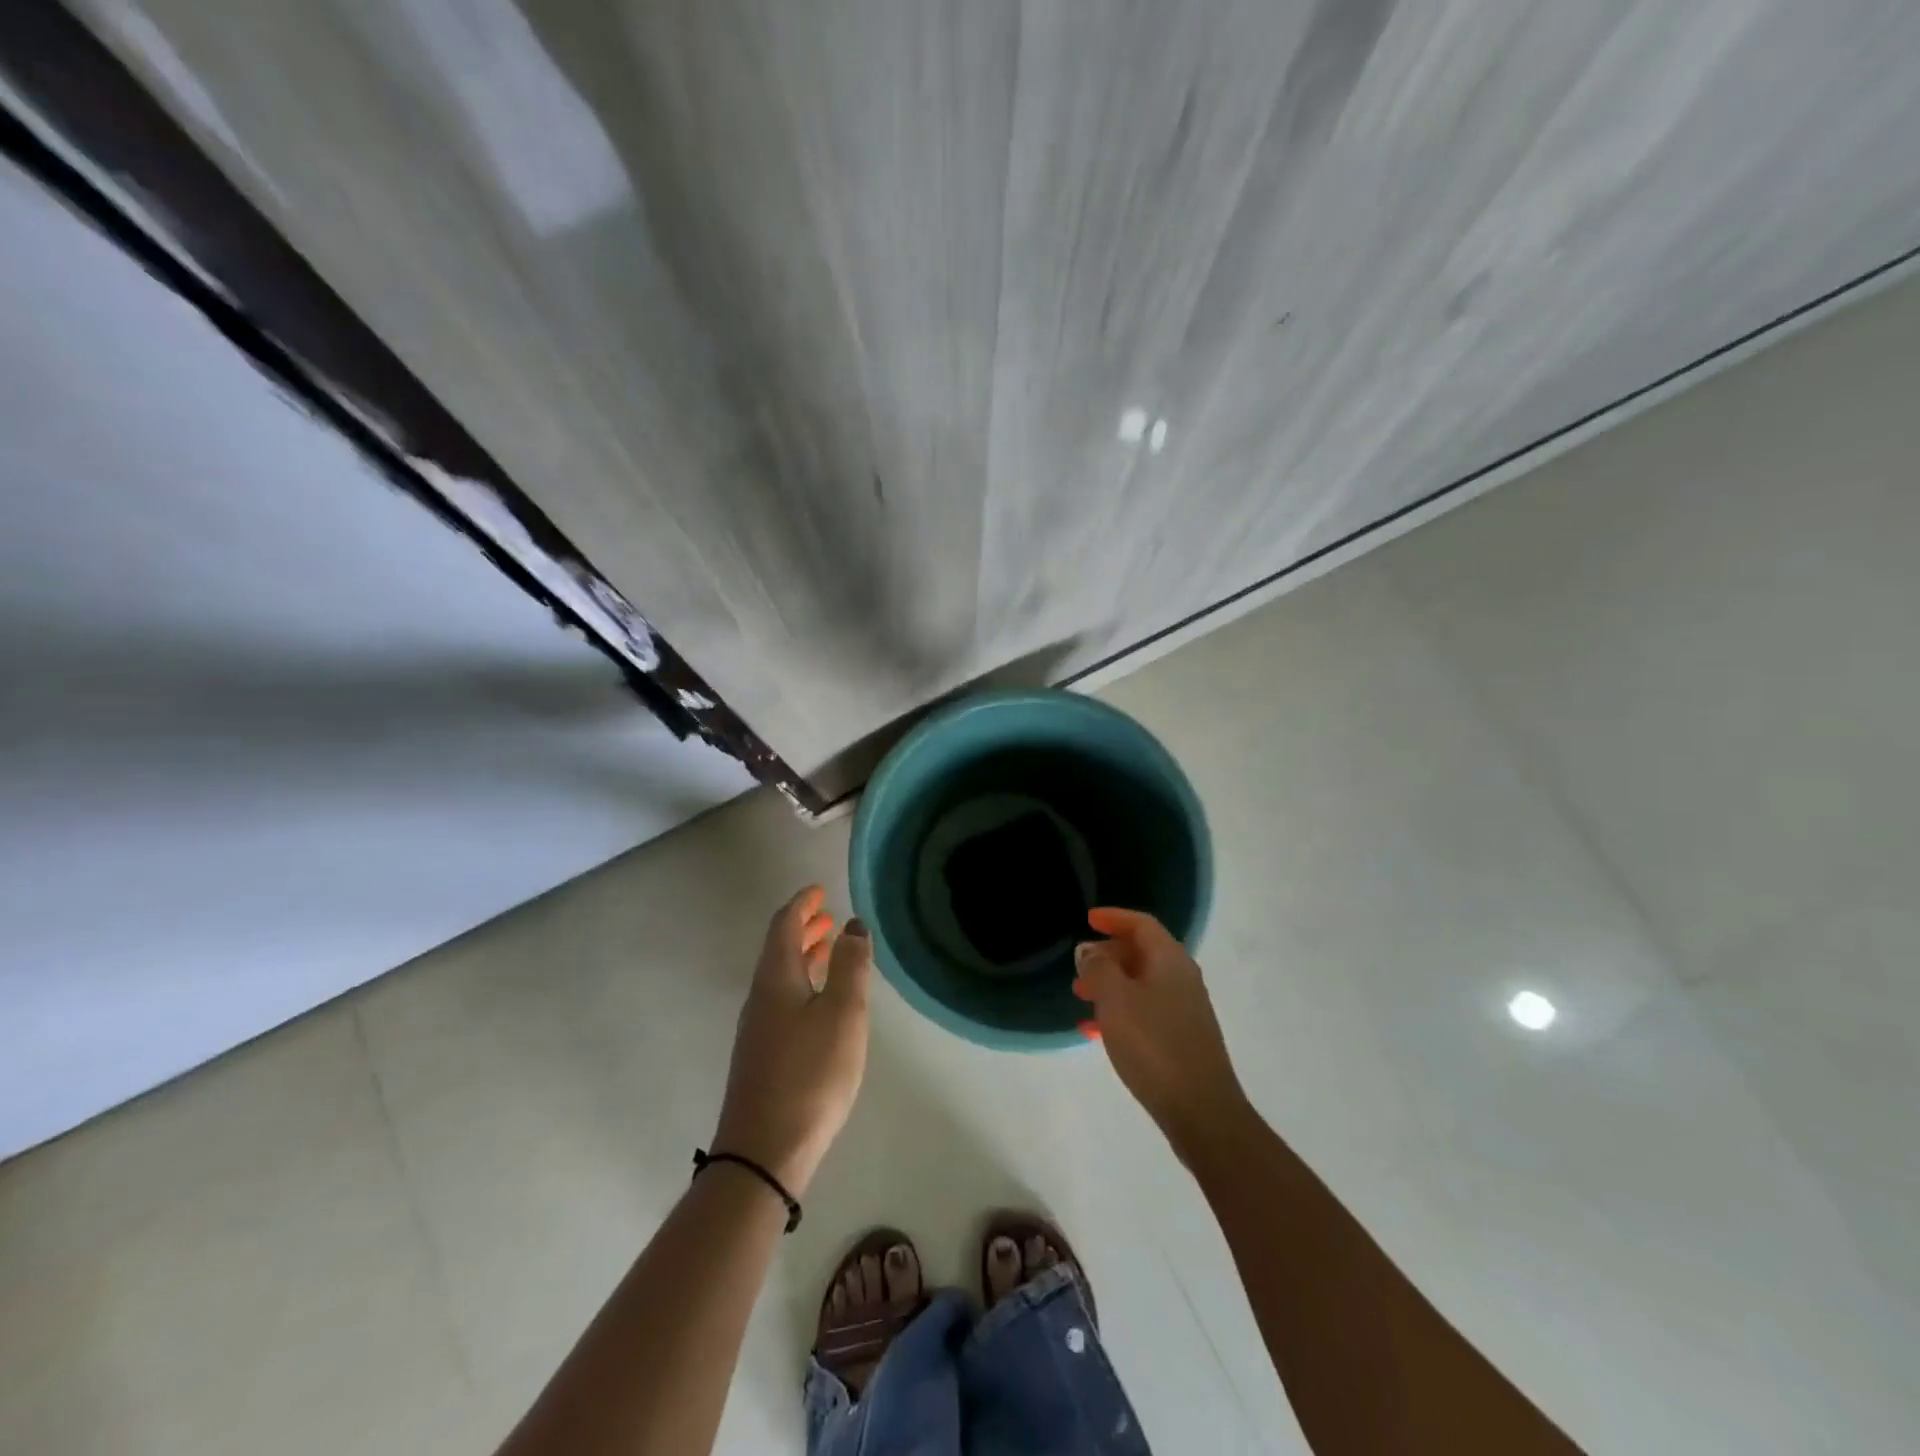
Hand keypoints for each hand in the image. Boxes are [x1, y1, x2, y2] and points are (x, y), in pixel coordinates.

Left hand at [712, 886, 870, 1197]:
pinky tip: (821, 1002)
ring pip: (781, 977)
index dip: (802, 904)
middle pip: (779, 949)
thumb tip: (852, 925)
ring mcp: (758, 1029)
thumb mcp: (842, 1014)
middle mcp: (760, 997)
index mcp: (776, 979)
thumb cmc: (810, 1075)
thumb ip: (850, 966)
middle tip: (829, 916)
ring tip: (829, 950)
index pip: (784, 925)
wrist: (763, 1154)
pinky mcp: (763, 1056)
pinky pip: (783, 1000)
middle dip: (804, 928)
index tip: (820, 890)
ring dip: (804, 956)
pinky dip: (803, 983)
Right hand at [1073, 907, 1246, 1157]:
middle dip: (1108, 954)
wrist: (1201, 1111)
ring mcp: (1184, 1010)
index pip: (1142, 924)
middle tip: (1079, 966)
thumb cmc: (1154, 1045)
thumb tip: (1090, 952)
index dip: (1114, 917)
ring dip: (1111, 985)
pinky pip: (1145, 1011)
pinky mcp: (1181, 1039)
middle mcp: (1182, 978)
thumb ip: (1099, 969)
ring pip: (1141, 983)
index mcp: (1170, 960)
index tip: (1088, 919)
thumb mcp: (1116, 1000)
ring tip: (1081, 998)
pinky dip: (1120, 1012)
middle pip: (1142, 952)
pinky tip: (1096, 1032)